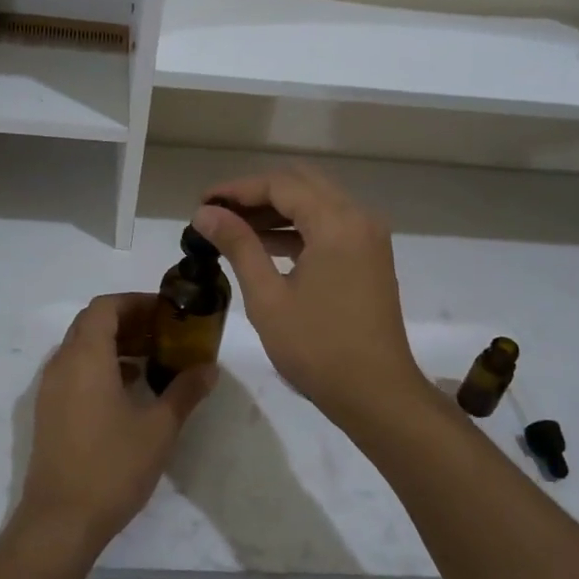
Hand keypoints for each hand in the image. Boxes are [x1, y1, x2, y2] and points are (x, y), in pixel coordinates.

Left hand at [17, 293, 216, 560]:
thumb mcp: (159, 428)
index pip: (105, 307)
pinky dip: (100, 366)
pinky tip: (128, 389)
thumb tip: (209, 368)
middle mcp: (62, 364)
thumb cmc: (112, 466)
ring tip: (151, 360)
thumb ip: (184, 391)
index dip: (135, 302)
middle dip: (127, 321)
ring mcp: (50, 389)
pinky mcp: (48, 411)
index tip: (165, 312)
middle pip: (91, 323)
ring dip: (114, 344)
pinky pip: (74, 371)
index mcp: (86, 357)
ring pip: (81, 347)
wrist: (61, 520)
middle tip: (163, 334)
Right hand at [192, 166, 425, 430]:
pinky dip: (297, 227)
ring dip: (276, 210)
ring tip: (233, 228)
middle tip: (218, 212)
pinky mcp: (369, 256)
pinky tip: (264, 245)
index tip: (202, 203)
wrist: (376, 394)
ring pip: (316, 202)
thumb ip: (238, 246)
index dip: (237, 189)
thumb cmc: (317, 347)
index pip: (280, 185)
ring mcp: (368, 237)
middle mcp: (358, 218)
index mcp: (336, 223)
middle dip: (256, 193)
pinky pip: (329, 225)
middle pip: (301, 184)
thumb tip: (205, 213)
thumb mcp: (268, 297)